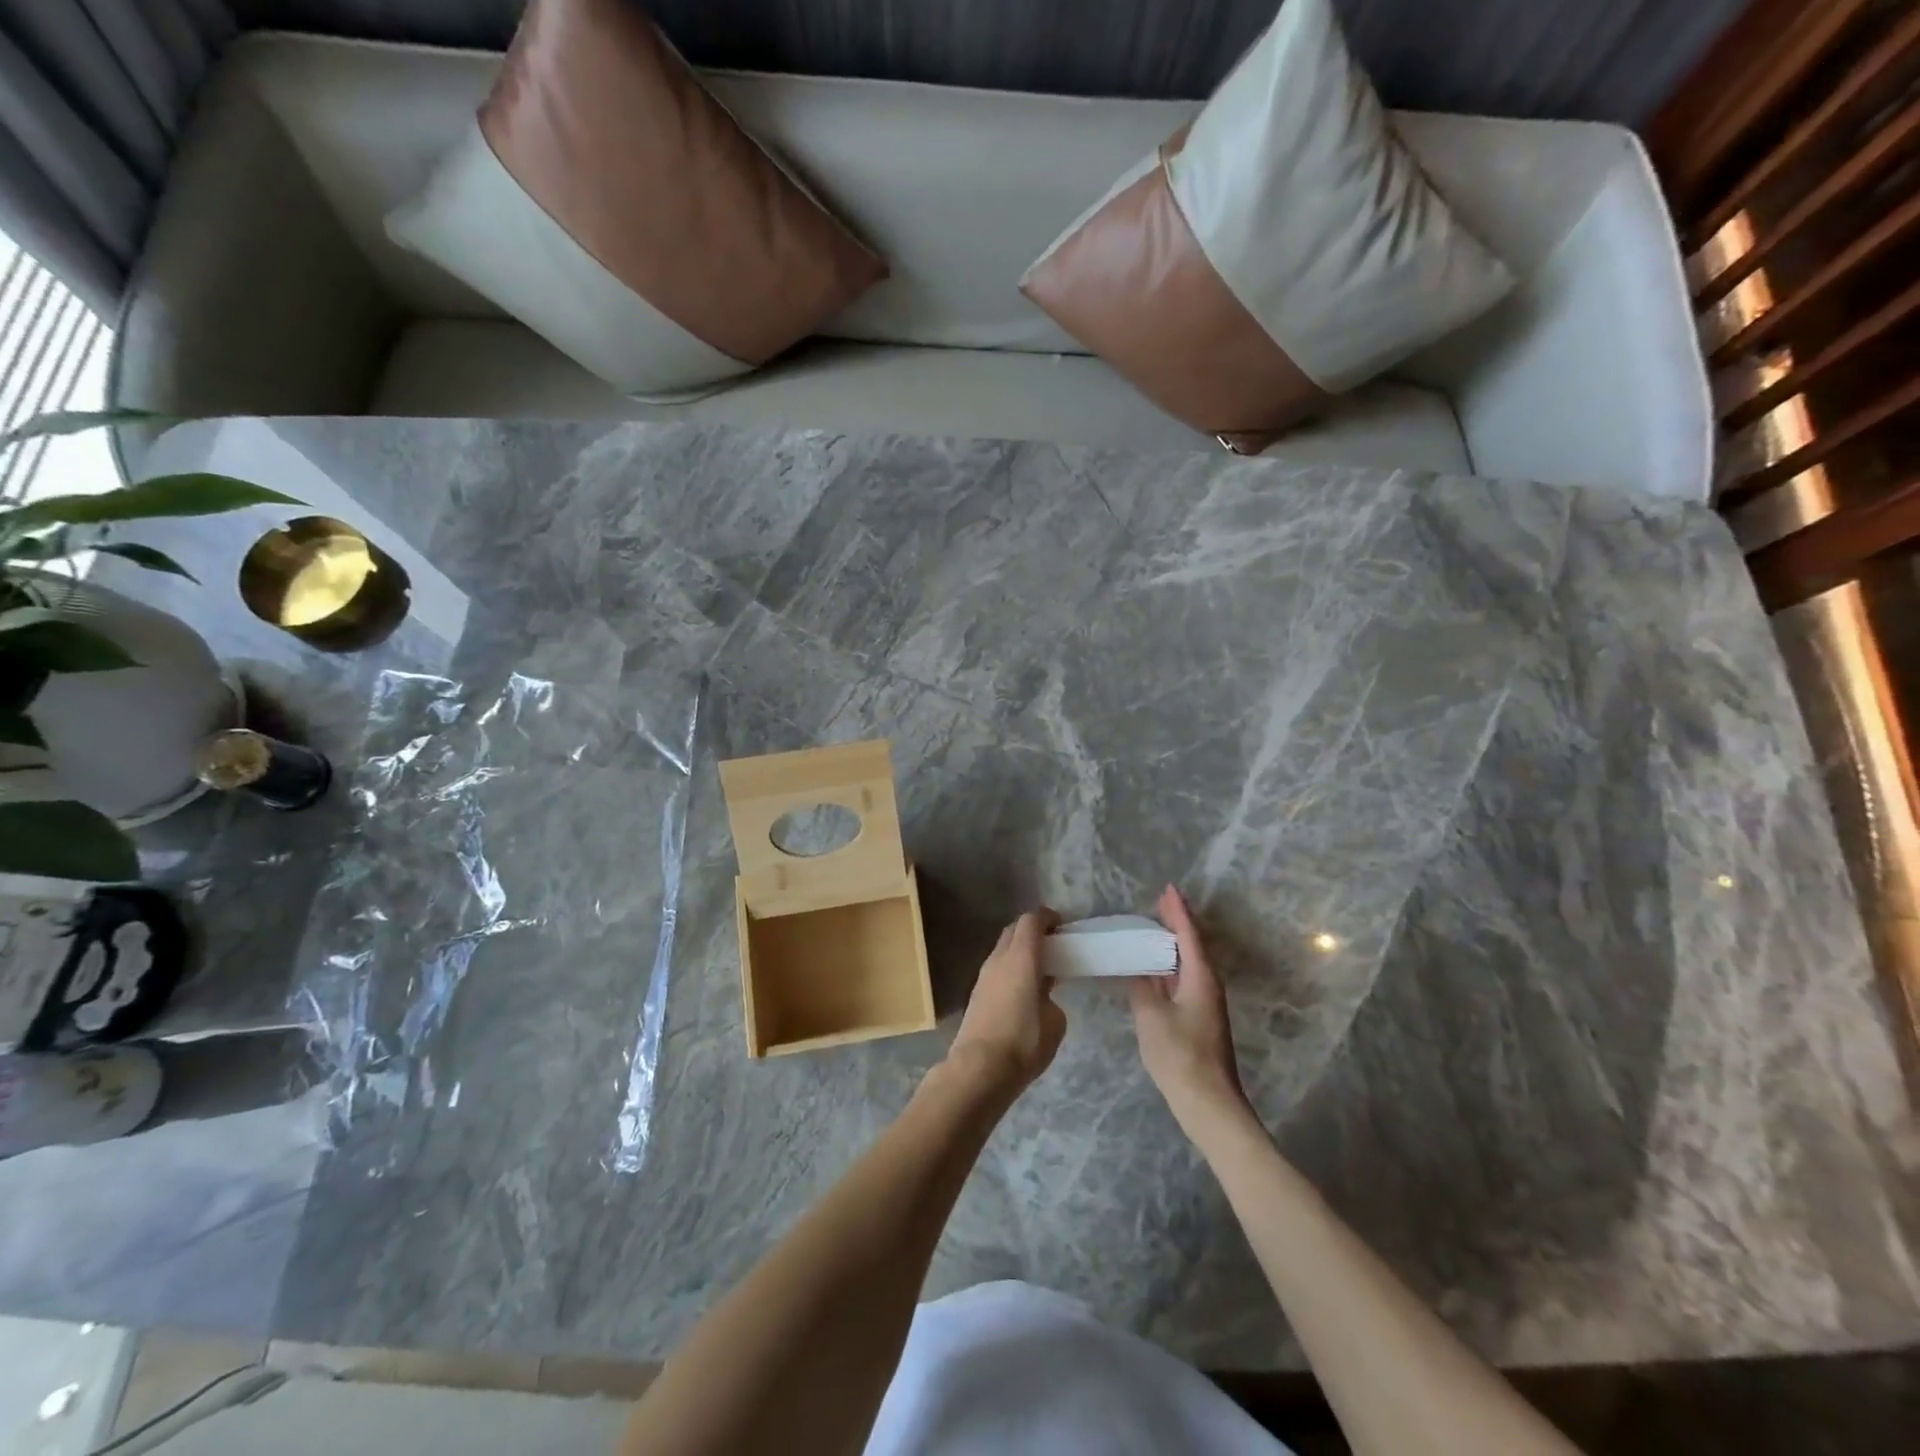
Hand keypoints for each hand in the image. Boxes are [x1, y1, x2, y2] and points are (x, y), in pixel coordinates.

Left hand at [948, 909, 1064, 1095]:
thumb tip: (1042, 998)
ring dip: (1020, 950)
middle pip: (1014, 930)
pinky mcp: (976, 993)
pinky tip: (1024, 989)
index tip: (1062, 925)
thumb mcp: (1054, 1022)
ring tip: (1041, 969)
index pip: (1031, 920)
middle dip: (1033, 931)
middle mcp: (999, 959)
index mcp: (1021, 957)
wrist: (979, 1068)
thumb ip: (1051, 999)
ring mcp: (984, 976)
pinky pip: (997, 969)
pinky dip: (1011, 968)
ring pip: (1003, 949)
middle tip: (1053, 944)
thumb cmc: (1023, 1042)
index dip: (1047, 917)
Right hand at [1130, 886, 1250, 1135]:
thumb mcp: (1151, 1017)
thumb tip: (1138, 972)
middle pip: (1192, 945)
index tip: (1168, 888)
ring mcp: (1205, 1003)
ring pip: (1188, 964)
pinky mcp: (1199, 1019)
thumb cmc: (1180, 1055)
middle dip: (1176, 923)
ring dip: (1172, 945)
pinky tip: (1152, 970)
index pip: (1188, 934)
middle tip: (1157, 904)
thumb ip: (1141, 988)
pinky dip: (1168, 967)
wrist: (1209, 1104)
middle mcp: (1207, 985)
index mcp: (1200, 977)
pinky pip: (1183, 980)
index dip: (1177, 910)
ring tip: (1151, 929)